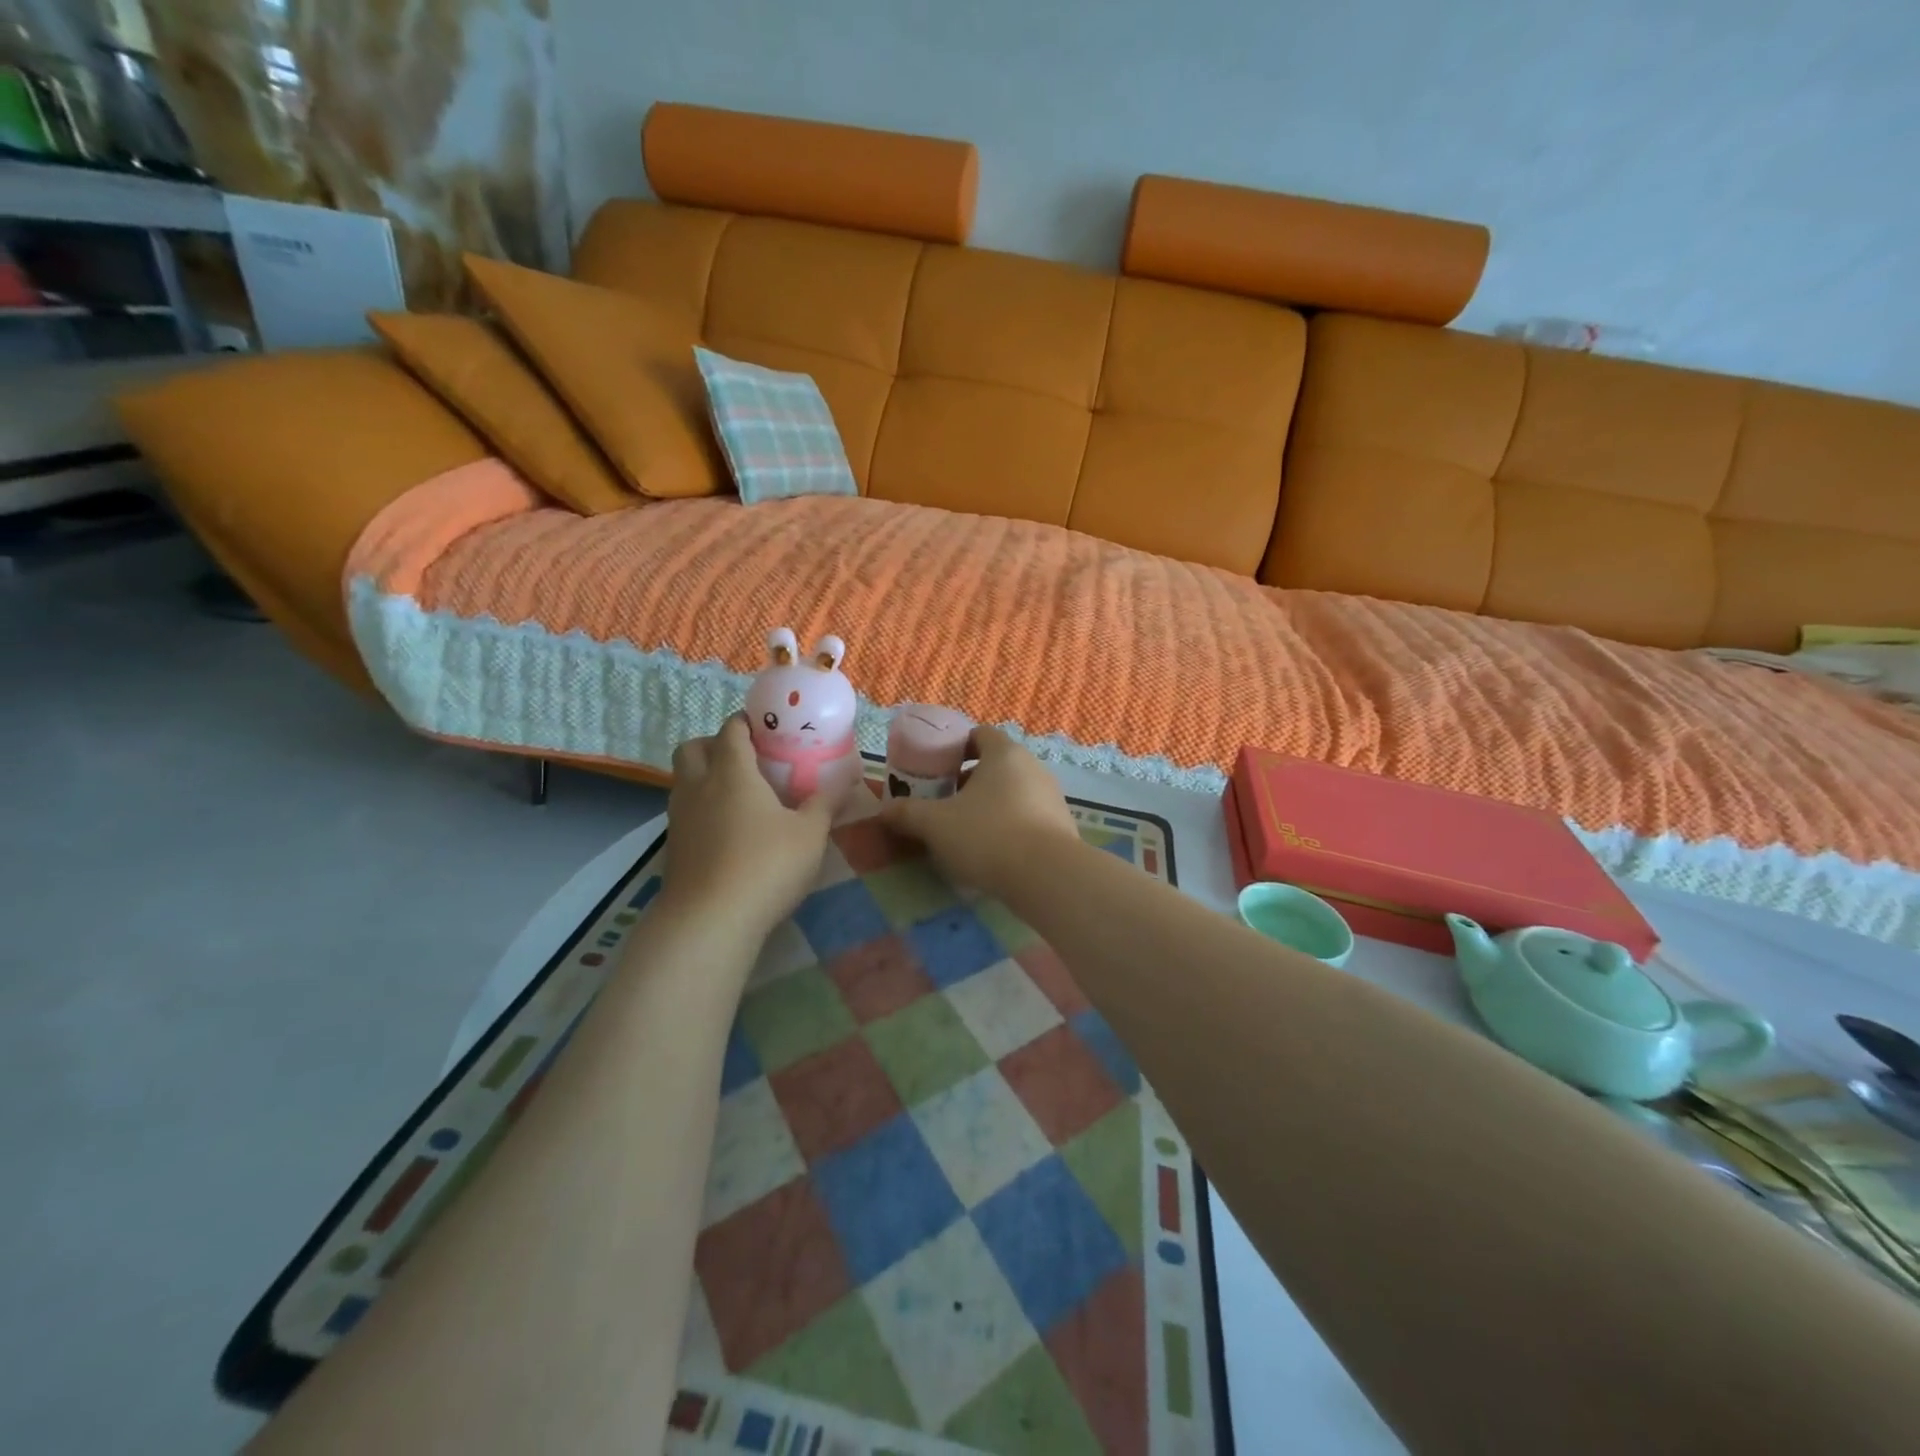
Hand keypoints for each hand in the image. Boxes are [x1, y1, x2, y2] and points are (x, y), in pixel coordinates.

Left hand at [660, 716, 833, 940]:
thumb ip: (826, 804)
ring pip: (683, 781)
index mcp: (732, 772)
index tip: (768, 727)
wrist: (709, 922)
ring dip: (705, 777)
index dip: (747, 722)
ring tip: (739, 797)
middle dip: (715, 744)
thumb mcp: (810, 835)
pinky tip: (727, 832)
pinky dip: (701, 809)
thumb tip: (847, 780)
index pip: (731, 729)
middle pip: (693, 748)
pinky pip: (684, 812)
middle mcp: (698, 786)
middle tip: (747, 759)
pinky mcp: (673, 848)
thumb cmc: (765, 866)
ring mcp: (679, 818)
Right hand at [878, 726, 1078, 895]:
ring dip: (990, 804)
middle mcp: (1033, 767)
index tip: (936, 768)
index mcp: (1004, 754)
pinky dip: (1010, 825)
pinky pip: (1029, 816)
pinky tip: (994, 851)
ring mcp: (1052, 796)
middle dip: (969, 780)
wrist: (1047, 876)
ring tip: (966, 830)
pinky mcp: (1062, 826)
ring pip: (1013, 791)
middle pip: (996, 764)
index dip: (955, 747)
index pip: (979, 734)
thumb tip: (884, 811)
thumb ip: (907, 814)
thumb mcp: (935, 824)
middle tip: (944, 802)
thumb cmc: (987, 835)